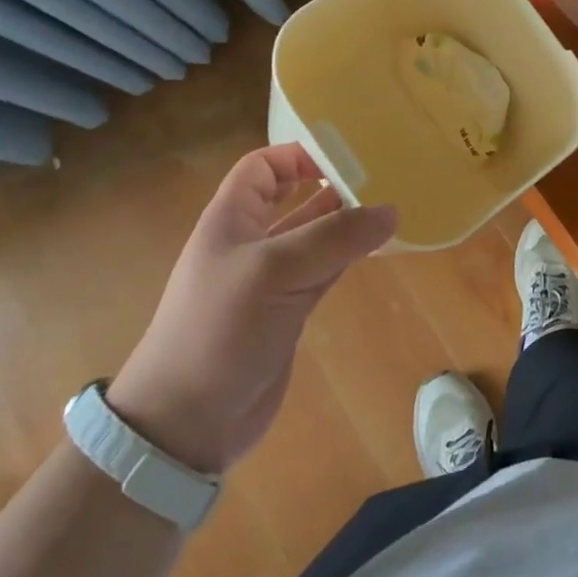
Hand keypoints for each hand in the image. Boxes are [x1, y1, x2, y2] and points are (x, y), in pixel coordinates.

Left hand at [108, 144, 396, 473]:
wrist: (187, 421)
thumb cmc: (219, 329)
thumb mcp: (275, 271)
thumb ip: (334, 238)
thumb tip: (390, 211)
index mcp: (231, 219)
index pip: (262, 167)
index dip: (297, 155)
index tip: (344, 156)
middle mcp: (250, 242)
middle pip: (293, 198)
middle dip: (330, 186)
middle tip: (380, 178)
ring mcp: (271, 280)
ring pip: (314, 237)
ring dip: (345, 223)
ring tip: (389, 209)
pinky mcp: (288, 312)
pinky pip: (324, 271)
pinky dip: (348, 258)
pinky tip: (377, 248)